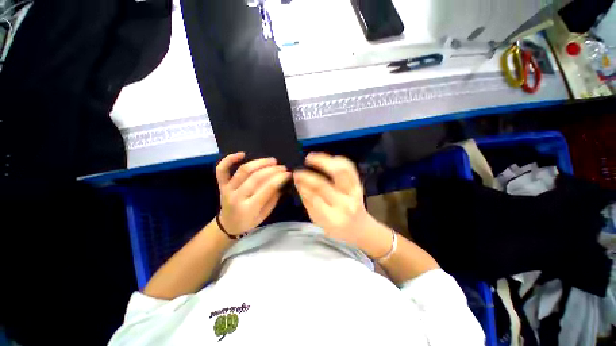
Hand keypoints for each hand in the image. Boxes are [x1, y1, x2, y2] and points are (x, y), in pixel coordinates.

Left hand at [216, 152, 291, 235]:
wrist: (228, 225)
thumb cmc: (249, 221)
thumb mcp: (265, 214)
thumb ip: (273, 198)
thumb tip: (281, 181)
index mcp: (249, 207)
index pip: (267, 188)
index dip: (280, 178)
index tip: (289, 173)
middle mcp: (237, 197)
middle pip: (256, 177)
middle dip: (273, 170)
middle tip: (283, 167)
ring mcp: (227, 189)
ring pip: (243, 170)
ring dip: (259, 163)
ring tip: (272, 160)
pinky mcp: (221, 184)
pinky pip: (222, 169)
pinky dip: (229, 159)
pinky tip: (242, 154)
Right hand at [293, 153, 374, 246]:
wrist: (360, 228)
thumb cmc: (337, 228)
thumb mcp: (318, 220)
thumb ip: (308, 202)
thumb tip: (299, 182)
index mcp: (332, 218)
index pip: (314, 197)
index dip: (304, 183)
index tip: (296, 175)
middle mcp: (345, 204)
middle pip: (326, 184)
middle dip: (310, 173)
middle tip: (303, 163)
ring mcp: (354, 192)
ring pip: (341, 171)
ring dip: (325, 160)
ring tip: (313, 156)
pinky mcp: (359, 184)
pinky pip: (350, 167)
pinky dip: (338, 160)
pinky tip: (329, 158)